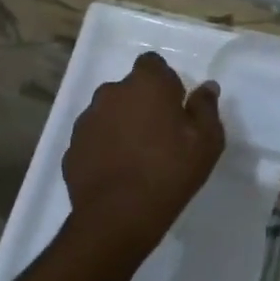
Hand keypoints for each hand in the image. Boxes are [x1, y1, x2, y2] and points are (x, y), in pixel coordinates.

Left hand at [61, 51, 224, 266]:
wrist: (118, 217)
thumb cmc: (170, 171)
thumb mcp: (207, 140)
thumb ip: (205, 107)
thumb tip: (206, 87)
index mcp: (146, 84)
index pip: (152, 64)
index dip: (164, 82)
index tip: (175, 107)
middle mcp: (111, 93)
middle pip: (129, 89)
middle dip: (142, 103)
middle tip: (160, 134)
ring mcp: (87, 120)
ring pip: (109, 113)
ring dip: (121, 125)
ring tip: (137, 156)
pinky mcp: (72, 147)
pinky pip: (94, 139)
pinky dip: (104, 148)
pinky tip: (118, 172)